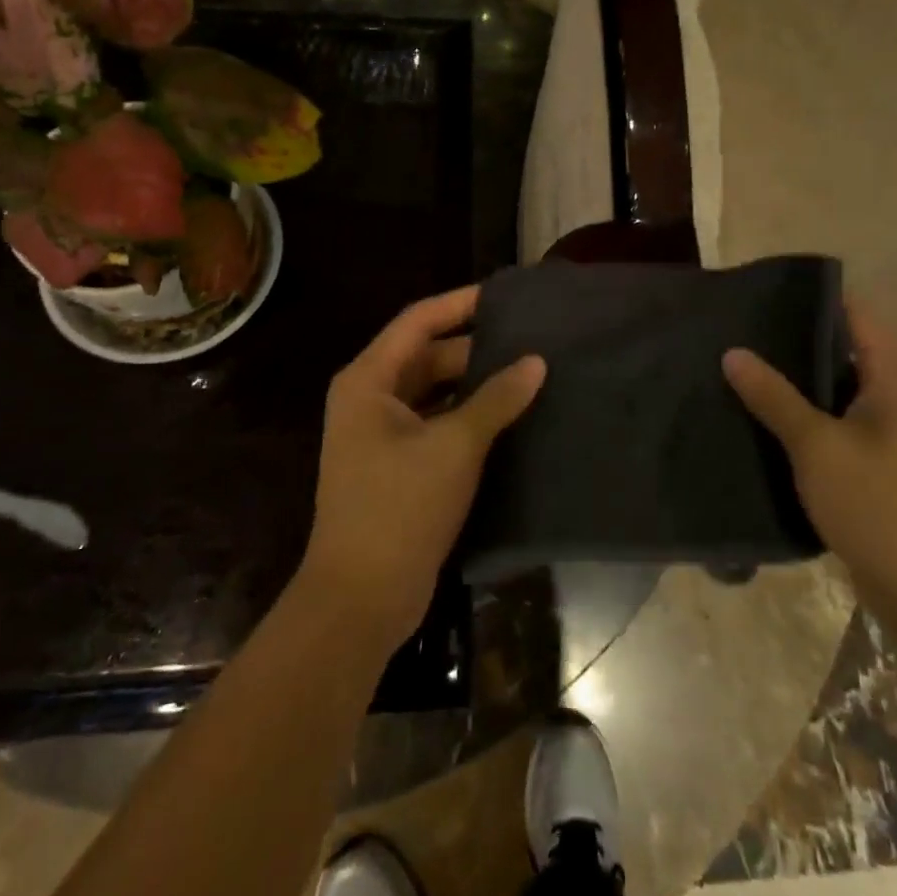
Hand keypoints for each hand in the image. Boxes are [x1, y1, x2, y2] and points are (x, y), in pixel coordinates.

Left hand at [299, 285, 545, 653]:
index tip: (504, 295)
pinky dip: (468, 416)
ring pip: (435, 392)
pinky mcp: (397, 466)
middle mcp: (370, 398)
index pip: (419, 321)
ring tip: (527, 372)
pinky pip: (437, 423)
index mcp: (369, 380)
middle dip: (475, 347)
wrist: (360, 600)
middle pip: (428, 356)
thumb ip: (496, 399)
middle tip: (528, 339)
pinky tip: (509, 417)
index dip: (460, 303)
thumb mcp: (454, 446)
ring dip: (475, 384)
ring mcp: (381, 434)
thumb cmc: (399, 508)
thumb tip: (536, 361)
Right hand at [723, 298, 896, 653]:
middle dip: (797, 343)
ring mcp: (894, 438)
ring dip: (801, 385)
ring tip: (746, 373)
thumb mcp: (817, 448)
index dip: (815, 300)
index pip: (857, 316)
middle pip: (846, 353)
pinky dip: (809, 422)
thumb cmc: (881, 508)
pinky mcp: (883, 472)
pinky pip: (841, 429)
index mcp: (895, 380)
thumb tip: (733, 352)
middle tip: (744, 334)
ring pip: (840, 394)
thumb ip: (774, 397)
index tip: (766, 296)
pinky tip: (768, 426)